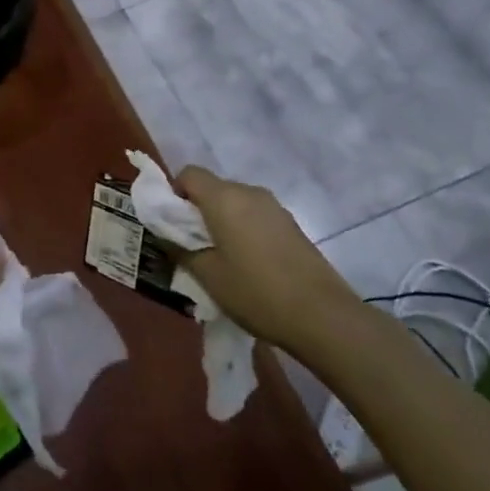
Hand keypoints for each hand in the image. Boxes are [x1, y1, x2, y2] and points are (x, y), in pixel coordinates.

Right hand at [175, 166, 365, 355]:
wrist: (323, 316)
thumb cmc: (256, 292)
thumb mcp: (207, 275)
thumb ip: (180, 249)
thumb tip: (166, 234)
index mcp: (223, 197)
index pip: (188, 174)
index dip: (175, 193)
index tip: (174, 225)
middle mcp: (249, 192)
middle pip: (213, 187)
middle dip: (198, 210)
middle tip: (194, 246)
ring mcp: (274, 207)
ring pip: (235, 202)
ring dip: (223, 220)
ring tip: (223, 258)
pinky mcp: (291, 224)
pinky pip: (255, 215)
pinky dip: (244, 229)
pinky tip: (251, 264)